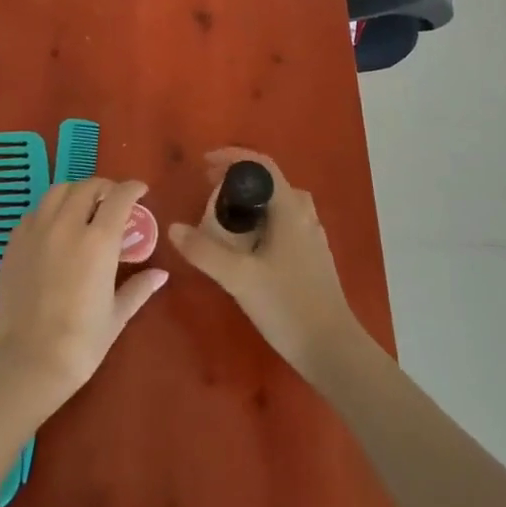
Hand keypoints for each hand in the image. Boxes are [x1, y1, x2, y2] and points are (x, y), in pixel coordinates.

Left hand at [0, 178, 167, 420]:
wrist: (27, 364)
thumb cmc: (80, 344)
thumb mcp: (116, 316)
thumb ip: (139, 288)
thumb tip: (161, 274)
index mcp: (98, 241)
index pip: (119, 197)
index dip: (133, 188)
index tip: (141, 191)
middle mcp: (67, 226)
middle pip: (88, 187)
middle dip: (105, 188)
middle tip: (113, 201)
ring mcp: (36, 232)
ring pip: (58, 191)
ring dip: (76, 192)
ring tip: (83, 206)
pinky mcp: (14, 244)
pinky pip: (35, 212)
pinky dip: (50, 210)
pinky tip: (55, 227)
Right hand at [168, 149, 363, 383]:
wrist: (332, 349)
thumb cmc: (287, 305)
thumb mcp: (239, 278)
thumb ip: (204, 251)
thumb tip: (174, 228)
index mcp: (291, 209)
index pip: (262, 165)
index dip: (232, 157)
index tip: (203, 163)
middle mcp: (304, 215)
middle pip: (268, 183)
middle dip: (236, 179)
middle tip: (206, 188)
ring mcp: (310, 236)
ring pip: (276, 205)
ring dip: (248, 202)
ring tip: (221, 215)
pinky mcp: (310, 256)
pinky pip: (281, 224)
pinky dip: (258, 221)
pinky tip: (243, 245)